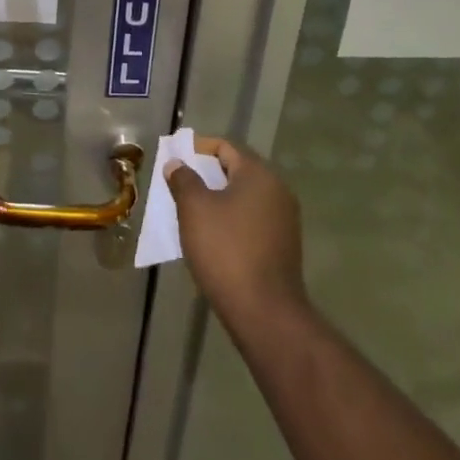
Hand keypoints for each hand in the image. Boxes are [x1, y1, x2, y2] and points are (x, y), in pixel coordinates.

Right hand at [167, 137, 307, 332]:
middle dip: (206, 174)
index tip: (175, 158)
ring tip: (190, 210)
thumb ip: (183, 179)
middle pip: (236, 170)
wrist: (264, 312)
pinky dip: (231, 219)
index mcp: (259, 175)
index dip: (197, 148)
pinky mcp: (283, 246)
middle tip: (178, 183)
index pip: (225, 147)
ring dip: (217, 198)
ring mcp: (284, 220)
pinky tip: (211, 235)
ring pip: (243, 197)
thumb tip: (177, 164)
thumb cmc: (225, 249)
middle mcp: (277, 191)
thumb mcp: (194, 208)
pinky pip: (252, 219)